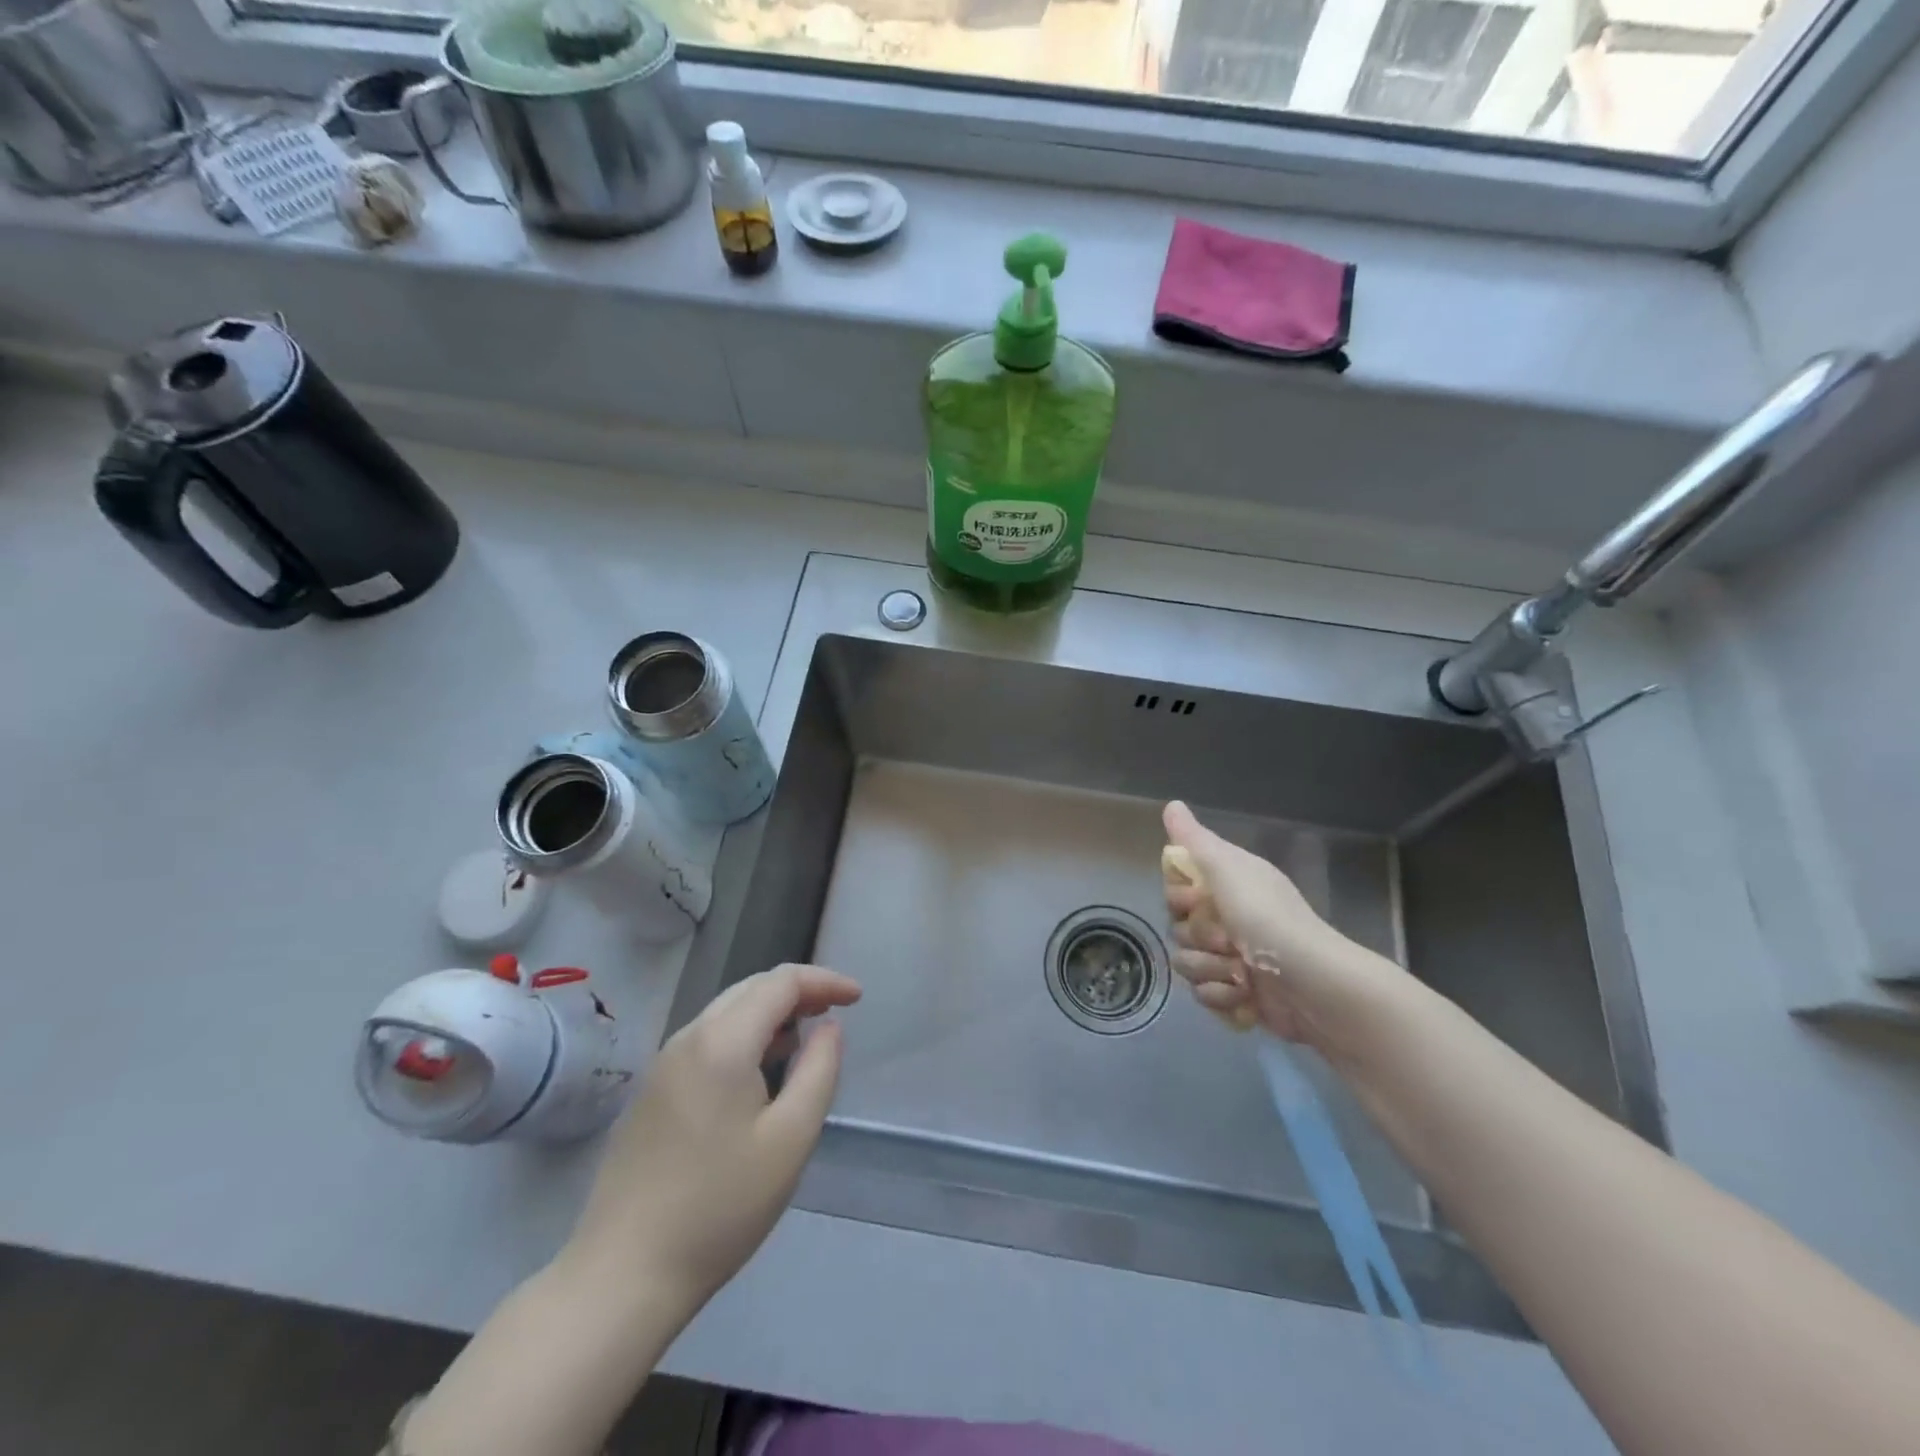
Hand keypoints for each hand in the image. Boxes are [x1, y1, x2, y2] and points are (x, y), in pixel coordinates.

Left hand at [563, 963, 861, 1318]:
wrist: (623, 1275)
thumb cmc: (720, 1207)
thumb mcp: (791, 1140)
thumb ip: (819, 1071)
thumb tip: (829, 1028)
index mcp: (722, 1042)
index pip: (780, 983)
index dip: (824, 981)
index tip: (857, 997)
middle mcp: (688, 1039)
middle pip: (750, 989)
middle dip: (797, 991)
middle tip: (835, 1011)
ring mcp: (663, 1065)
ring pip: (726, 1013)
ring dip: (769, 1013)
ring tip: (805, 1036)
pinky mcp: (651, 1093)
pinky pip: (707, 1041)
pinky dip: (744, 1036)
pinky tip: (760, 1070)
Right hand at [1162, 801, 1403, 1057]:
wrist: (1314, 985)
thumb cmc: (1268, 920)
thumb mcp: (1228, 869)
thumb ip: (1195, 839)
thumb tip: (1171, 804)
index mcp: (1228, 884)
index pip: (1177, 886)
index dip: (1179, 895)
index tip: (1194, 899)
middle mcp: (1229, 917)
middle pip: (1178, 926)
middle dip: (1198, 937)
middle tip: (1227, 939)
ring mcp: (1233, 957)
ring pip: (1186, 961)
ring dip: (1210, 969)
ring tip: (1240, 973)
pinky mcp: (1237, 993)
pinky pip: (1203, 994)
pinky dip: (1222, 997)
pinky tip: (1244, 996)